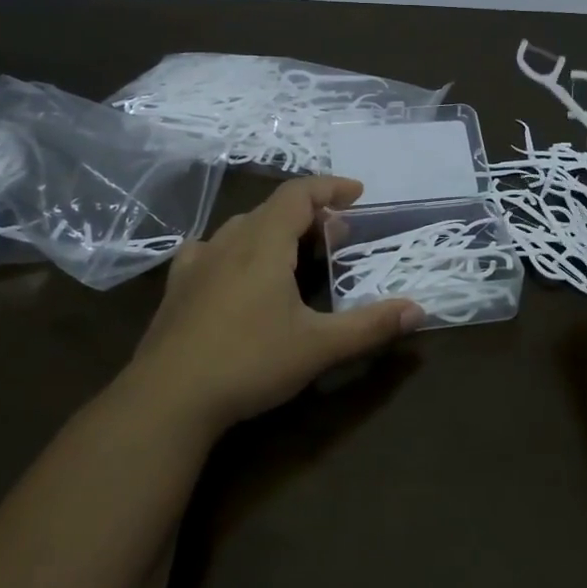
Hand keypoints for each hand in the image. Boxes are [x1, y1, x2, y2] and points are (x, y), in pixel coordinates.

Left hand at [123, 176, 421, 435]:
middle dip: (309, 215)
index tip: (357, 194)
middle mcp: (228, 242)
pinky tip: (234, 270)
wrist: (167, 399)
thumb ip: (370, 326)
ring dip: (274, 230)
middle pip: (273, 209)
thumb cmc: (249, 363)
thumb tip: (418, 310)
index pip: (298, 194)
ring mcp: (197, 263)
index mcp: (264, 243)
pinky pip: (210, 250)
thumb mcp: (319, 347)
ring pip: (242, 228)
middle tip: (337, 236)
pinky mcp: (176, 288)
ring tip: (294, 253)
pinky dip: (235, 248)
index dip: (330, 188)